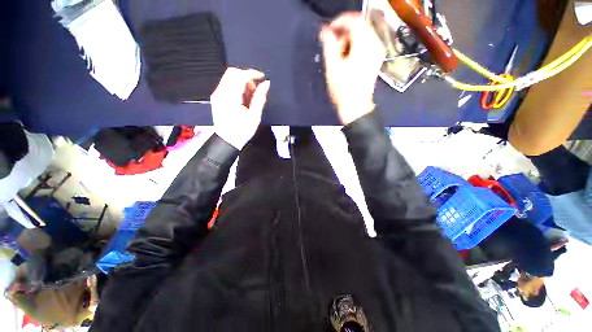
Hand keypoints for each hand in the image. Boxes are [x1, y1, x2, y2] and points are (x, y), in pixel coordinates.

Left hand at [211, 68, 270, 149]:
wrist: (228, 141)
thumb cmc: (241, 132)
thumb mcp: (254, 116)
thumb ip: (260, 98)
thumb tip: (266, 84)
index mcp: (229, 98)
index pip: (240, 76)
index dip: (253, 73)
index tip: (262, 77)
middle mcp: (220, 94)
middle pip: (233, 73)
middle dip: (247, 78)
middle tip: (256, 90)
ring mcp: (217, 95)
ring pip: (230, 78)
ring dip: (243, 83)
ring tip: (250, 98)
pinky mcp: (217, 98)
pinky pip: (227, 85)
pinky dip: (238, 88)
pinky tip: (243, 99)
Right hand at [320, 13, 384, 124]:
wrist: (355, 107)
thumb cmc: (343, 89)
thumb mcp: (332, 67)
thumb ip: (328, 45)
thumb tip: (325, 31)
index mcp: (365, 45)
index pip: (354, 21)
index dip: (339, 22)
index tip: (328, 31)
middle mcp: (375, 45)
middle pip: (359, 26)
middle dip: (343, 33)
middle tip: (333, 48)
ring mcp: (377, 52)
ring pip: (362, 35)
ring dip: (348, 41)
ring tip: (339, 57)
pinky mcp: (376, 59)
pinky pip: (365, 44)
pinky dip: (354, 47)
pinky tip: (347, 59)